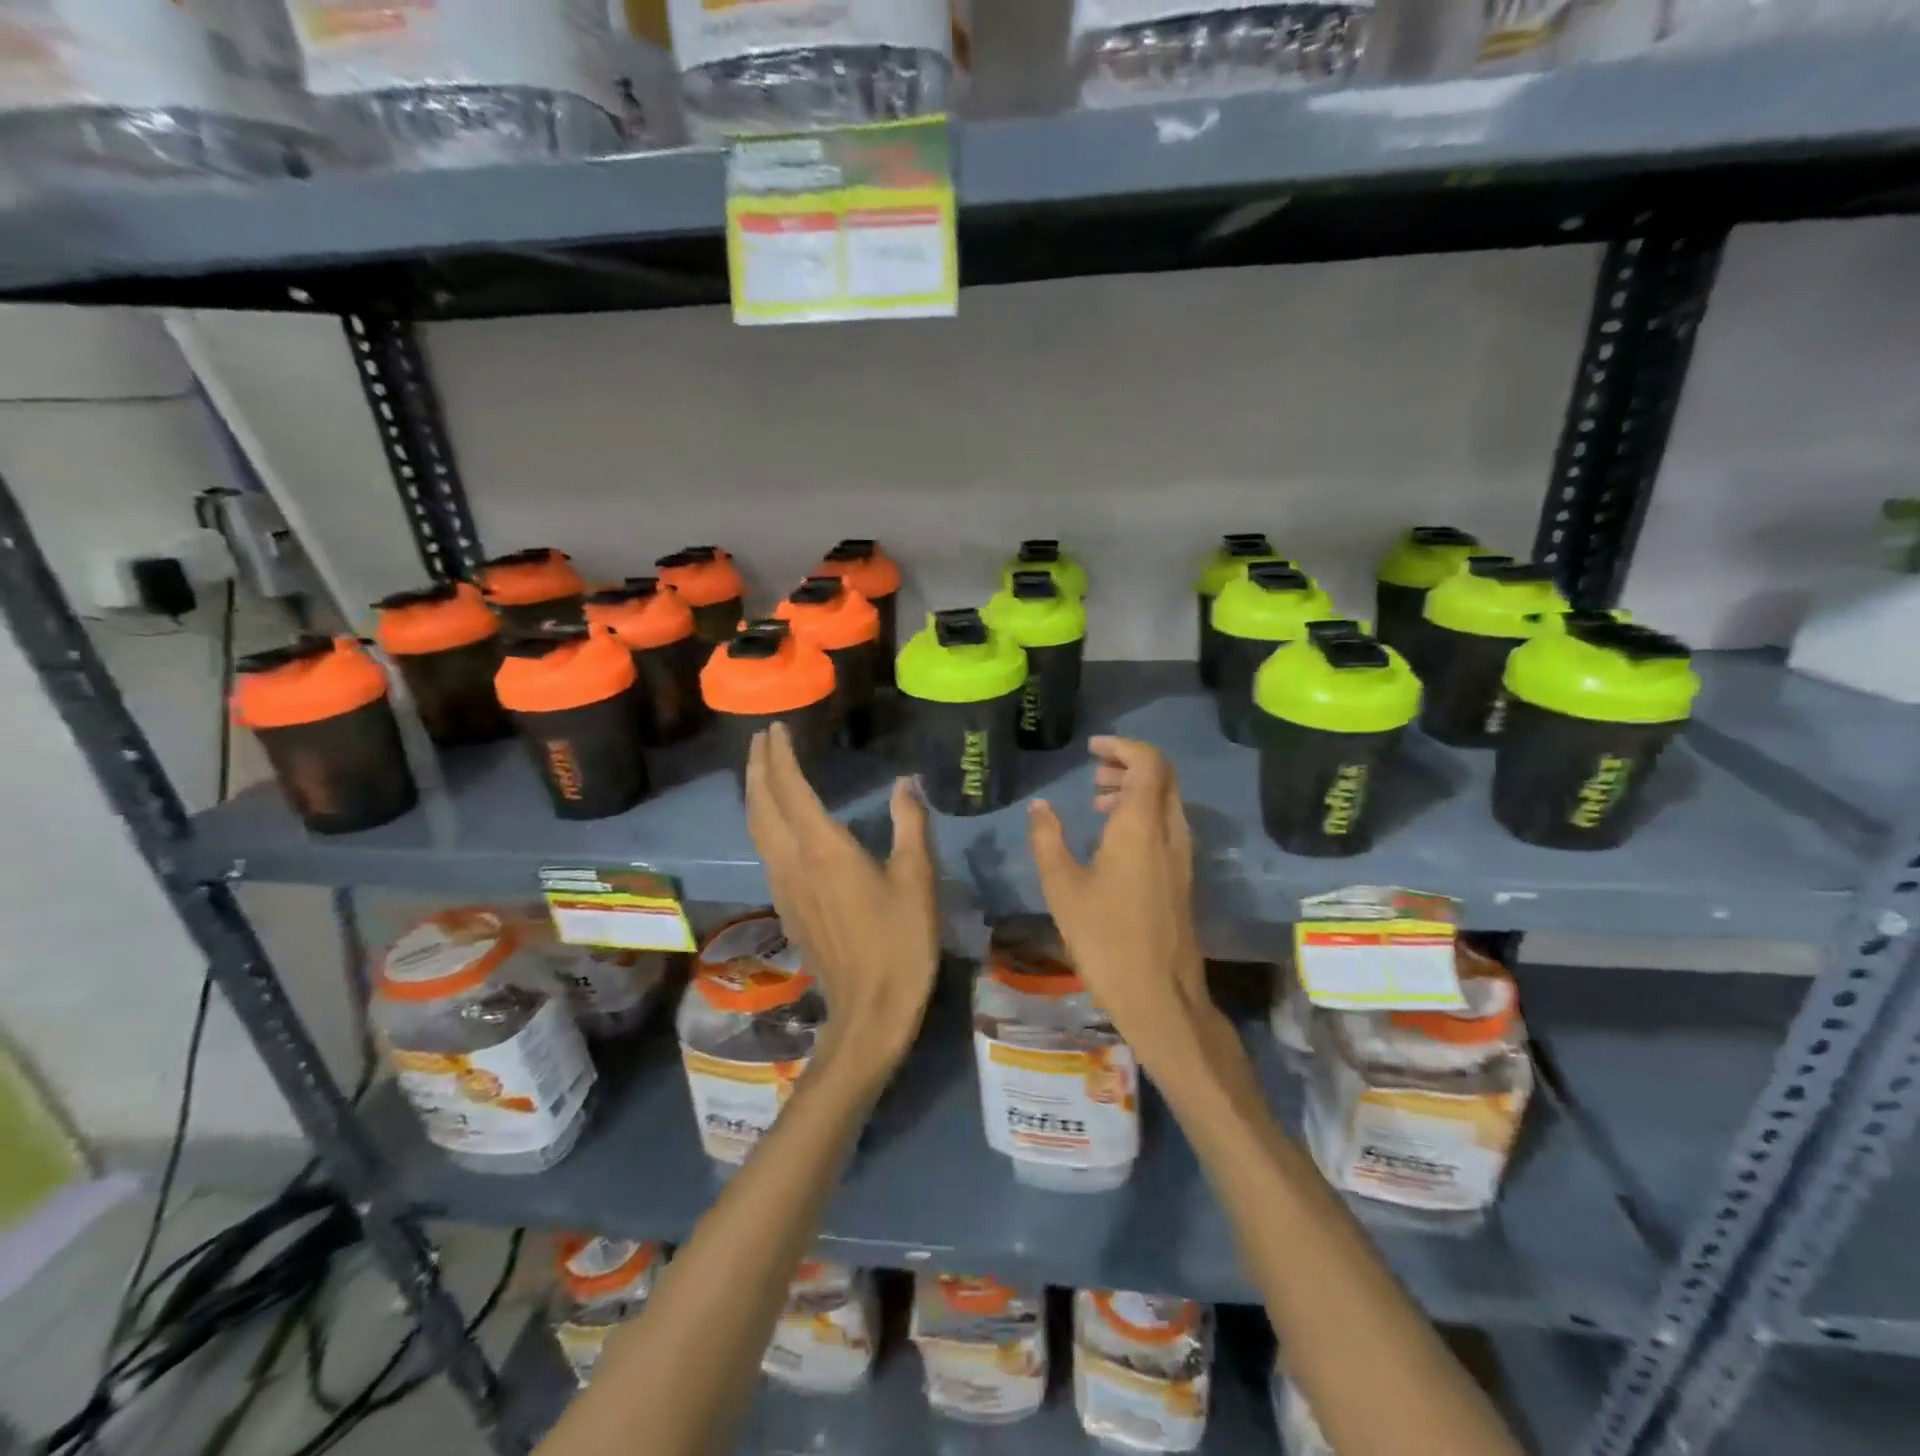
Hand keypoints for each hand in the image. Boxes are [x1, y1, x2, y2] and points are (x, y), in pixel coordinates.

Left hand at [745, 723, 938, 1074]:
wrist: (870, 1009)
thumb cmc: (900, 941)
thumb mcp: (916, 879)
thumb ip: (909, 825)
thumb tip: (905, 783)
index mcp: (823, 849)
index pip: (790, 790)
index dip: (780, 757)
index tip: (775, 729)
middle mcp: (793, 862)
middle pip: (761, 806)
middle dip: (757, 769)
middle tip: (760, 740)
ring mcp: (784, 887)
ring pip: (757, 830)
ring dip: (756, 794)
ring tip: (761, 771)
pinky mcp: (786, 907)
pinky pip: (765, 851)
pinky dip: (763, 822)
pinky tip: (776, 823)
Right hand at [1027, 737, 1221, 1070]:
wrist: (1159, 994)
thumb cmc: (1105, 938)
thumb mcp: (1062, 887)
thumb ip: (1047, 839)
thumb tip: (1040, 807)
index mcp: (1142, 825)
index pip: (1148, 762)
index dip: (1122, 746)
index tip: (1092, 749)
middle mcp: (1170, 831)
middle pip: (1162, 776)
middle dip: (1128, 764)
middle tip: (1093, 772)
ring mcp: (1182, 855)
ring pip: (1166, 801)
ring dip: (1135, 790)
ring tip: (1096, 803)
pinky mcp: (1182, 876)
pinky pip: (1166, 825)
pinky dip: (1142, 814)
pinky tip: (1111, 840)